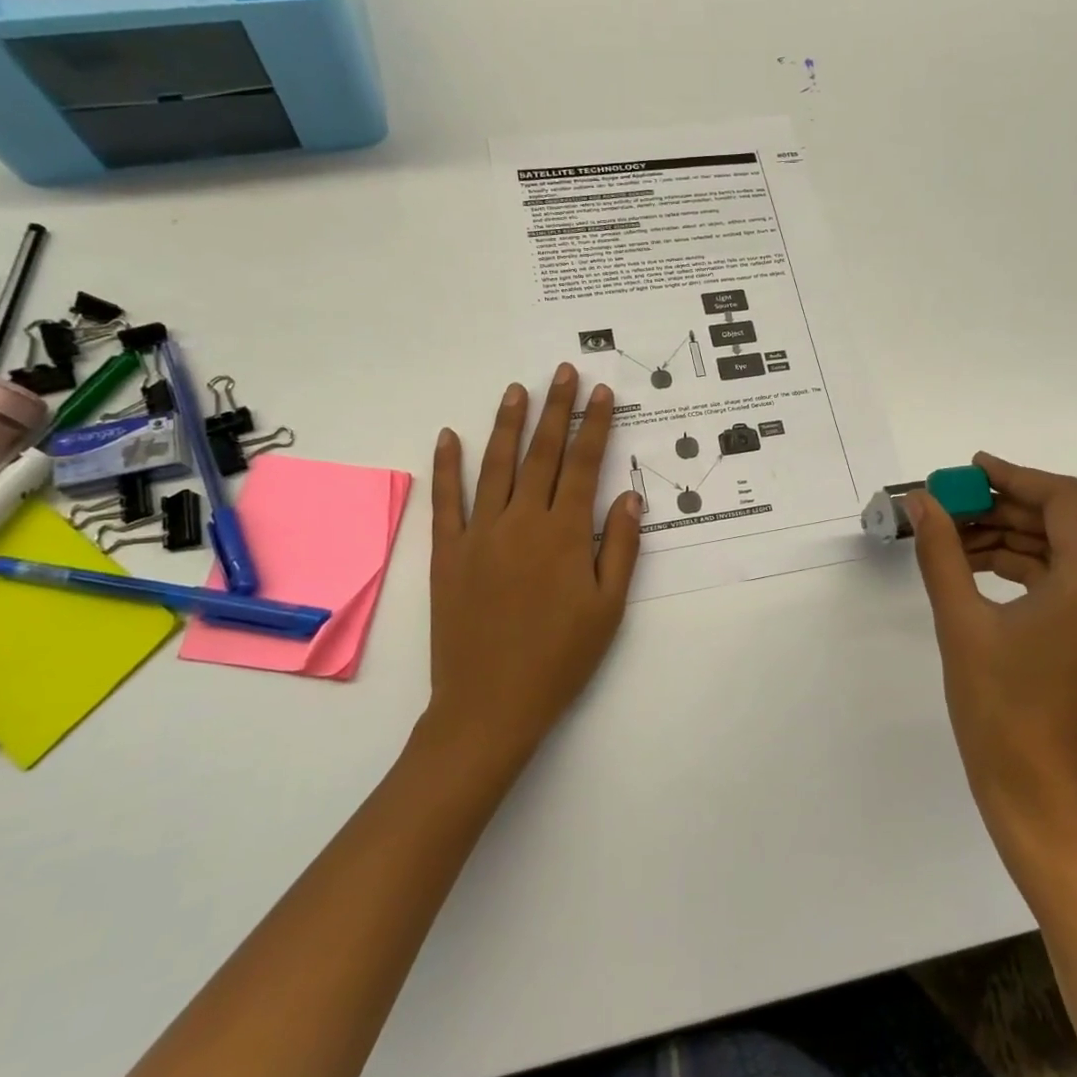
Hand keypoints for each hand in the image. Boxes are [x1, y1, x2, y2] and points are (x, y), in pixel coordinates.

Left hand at [424, 364, 641, 777]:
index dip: (595, 426)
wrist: (490, 704)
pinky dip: (447, 466)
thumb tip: (628, 497)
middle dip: (556, 410)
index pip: (584, 465)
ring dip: (507, 424)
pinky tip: (449, 435)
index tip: (602, 393)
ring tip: (517, 390)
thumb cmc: (560, 659)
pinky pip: (447, 501)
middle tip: (563, 372)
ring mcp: (480, 535)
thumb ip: (620, 549)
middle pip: (542, 454)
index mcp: (564, 535)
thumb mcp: (608, 609)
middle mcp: (522, 522)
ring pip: (495, 466)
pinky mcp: (447, 554)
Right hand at [909, 453, 1076, 880]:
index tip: (969, 470)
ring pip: (1068, 552)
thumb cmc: (998, 709)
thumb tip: (921, 500)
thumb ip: (942, 550)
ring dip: (1014, 539)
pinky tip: (981, 568)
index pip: (1063, 500)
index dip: (1013, 476)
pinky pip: (1073, 582)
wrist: (1039, 793)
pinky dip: (1030, 569)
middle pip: (1067, 524)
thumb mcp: (961, 622)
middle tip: (950, 507)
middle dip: (1005, 510)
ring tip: (954, 539)